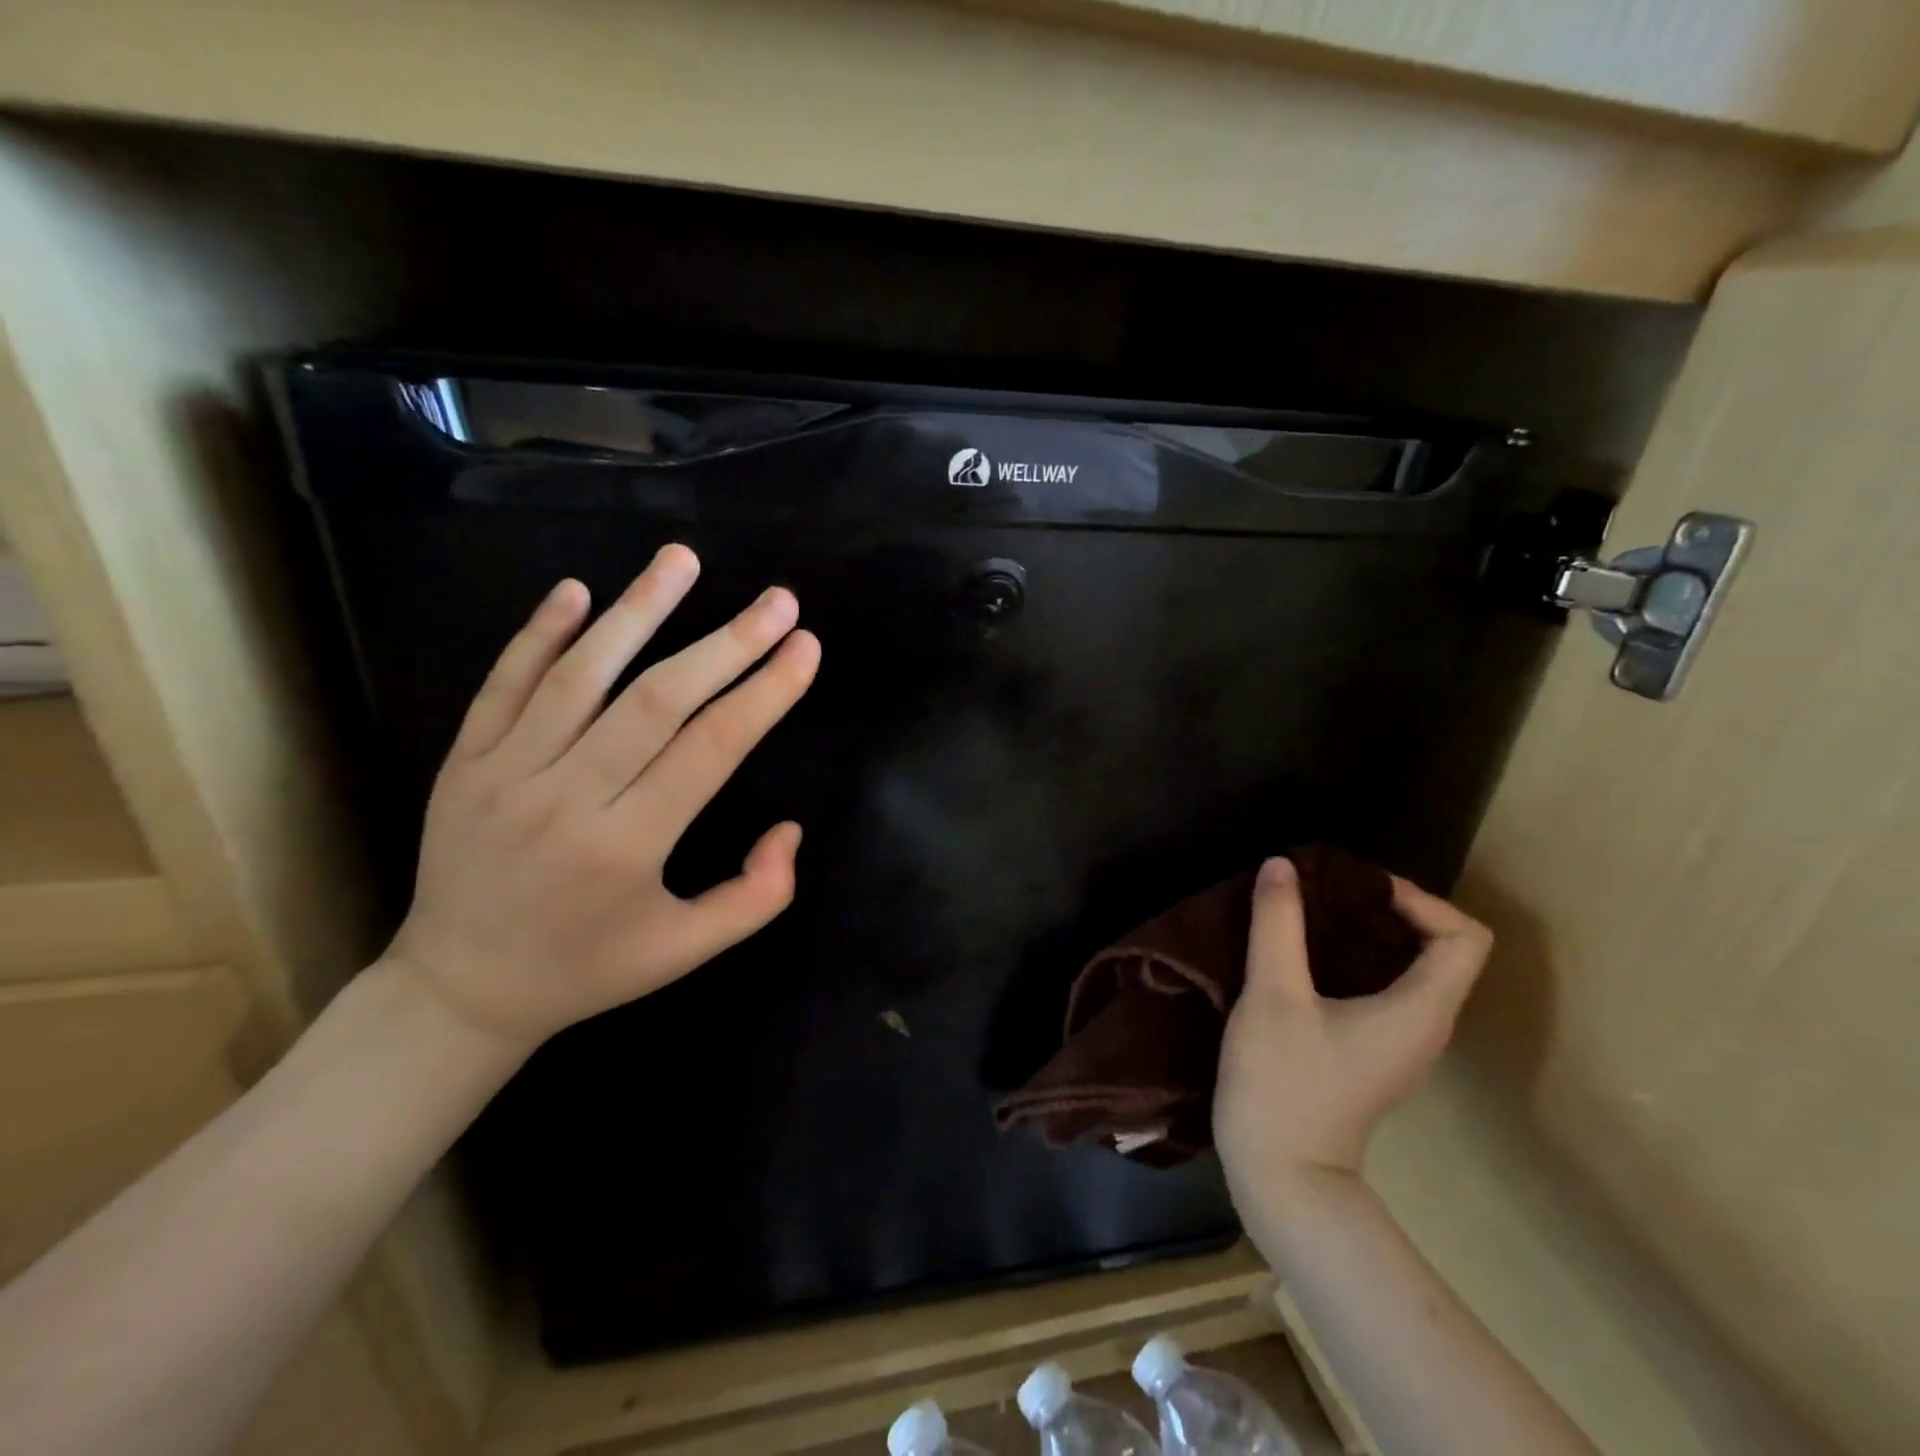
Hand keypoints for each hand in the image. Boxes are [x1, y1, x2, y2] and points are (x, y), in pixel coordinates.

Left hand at [383, 544, 820, 1055]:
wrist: (460, 989)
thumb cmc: (589, 968)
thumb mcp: (686, 951)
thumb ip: (756, 896)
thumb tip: (790, 828)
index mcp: (628, 848)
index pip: (711, 749)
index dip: (764, 692)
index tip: (805, 647)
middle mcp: (566, 800)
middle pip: (657, 700)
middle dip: (727, 643)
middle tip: (777, 600)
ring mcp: (506, 774)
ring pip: (581, 675)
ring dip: (638, 611)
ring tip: (683, 559)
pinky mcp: (465, 762)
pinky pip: (503, 684)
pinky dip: (539, 633)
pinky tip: (577, 590)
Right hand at [1214, 857, 1490, 1202]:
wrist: (1281, 1173)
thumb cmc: (1284, 1081)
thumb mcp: (1273, 994)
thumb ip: (1277, 924)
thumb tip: (1281, 865)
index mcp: (1421, 1010)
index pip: (1464, 937)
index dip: (1420, 900)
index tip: (1357, 889)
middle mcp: (1426, 1025)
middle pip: (1439, 948)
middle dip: (1386, 908)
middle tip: (1325, 891)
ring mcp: (1401, 1044)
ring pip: (1409, 969)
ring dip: (1366, 933)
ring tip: (1310, 914)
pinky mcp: (1372, 1053)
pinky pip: (1383, 989)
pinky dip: (1353, 959)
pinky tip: (1304, 955)